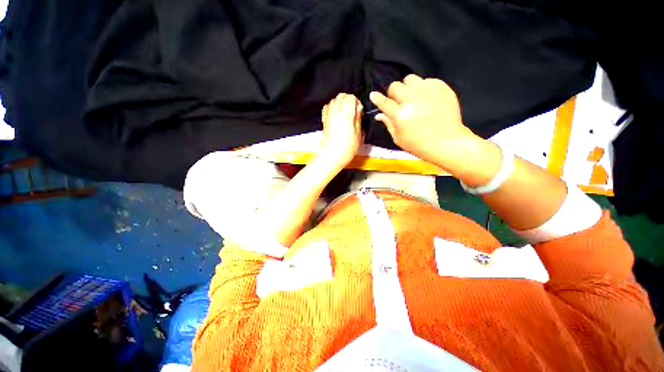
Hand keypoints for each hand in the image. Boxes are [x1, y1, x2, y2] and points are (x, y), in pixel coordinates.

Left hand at [319, 93, 363, 166]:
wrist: (330, 157)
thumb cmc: (345, 149)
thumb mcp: (358, 135)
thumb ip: (358, 119)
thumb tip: (359, 109)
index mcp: (345, 114)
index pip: (351, 97)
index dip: (356, 102)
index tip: (359, 112)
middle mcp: (335, 111)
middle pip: (341, 96)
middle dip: (349, 101)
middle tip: (354, 112)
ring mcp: (328, 115)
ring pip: (334, 100)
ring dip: (341, 104)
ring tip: (346, 114)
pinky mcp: (324, 121)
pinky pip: (327, 108)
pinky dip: (333, 108)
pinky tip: (337, 116)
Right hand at [369, 74, 479, 168]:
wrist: (447, 142)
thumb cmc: (419, 145)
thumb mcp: (398, 138)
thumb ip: (388, 124)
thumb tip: (379, 114)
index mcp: (400, 115)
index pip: (384, 102)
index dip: (377, 98)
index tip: (373, 95)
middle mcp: (412, 99)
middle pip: (395, 86)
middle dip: (393, 93)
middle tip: (398, 102)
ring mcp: (428, 92)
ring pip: (410, 79)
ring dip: (408, 87)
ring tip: (413, 97)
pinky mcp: (441, 88)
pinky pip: (427, 80)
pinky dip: (423, 88)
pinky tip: (426, 98)